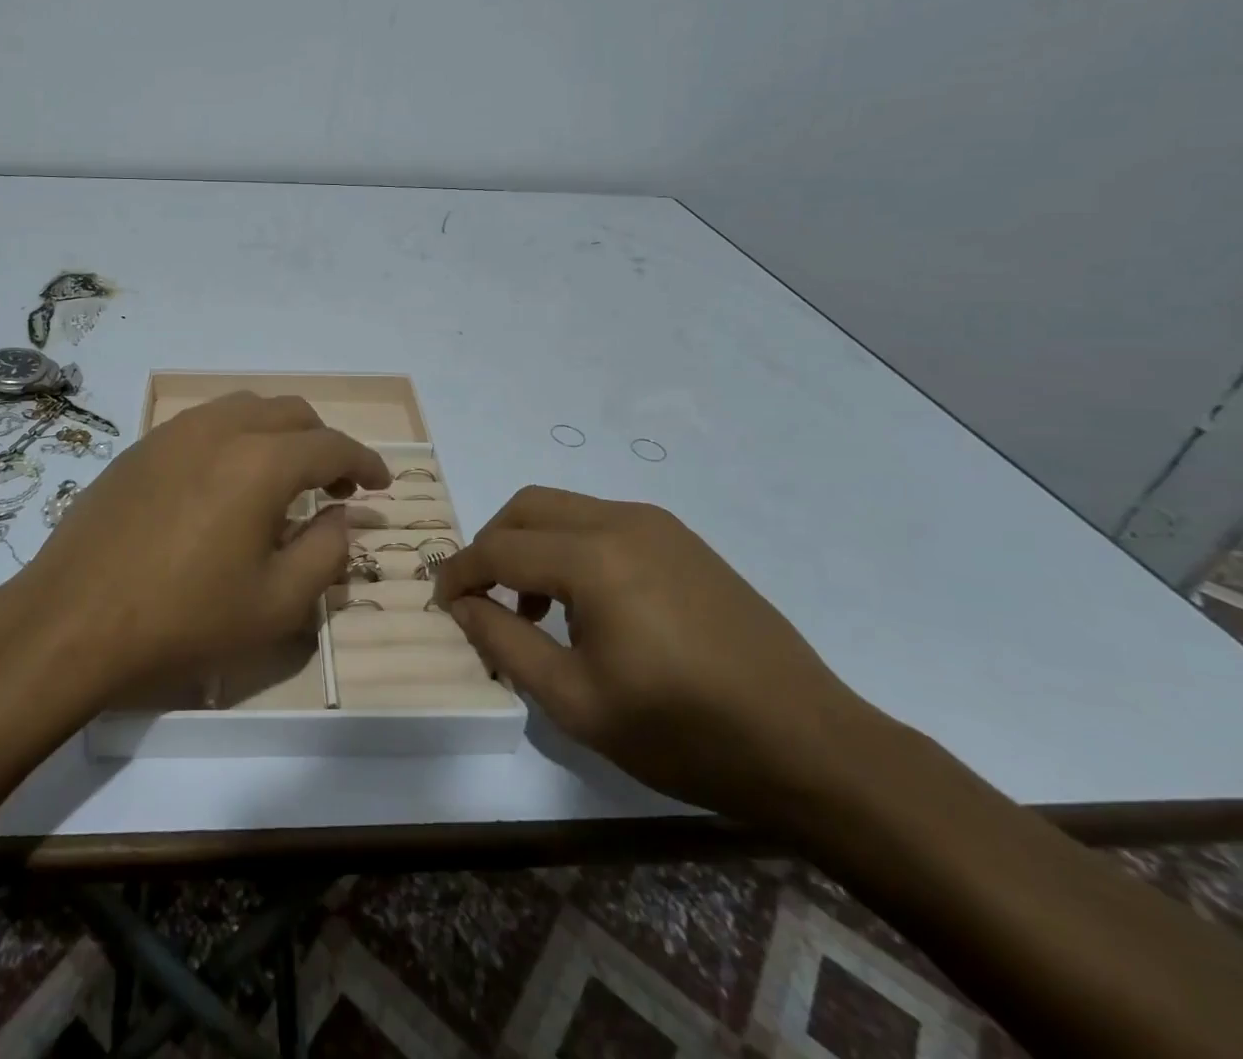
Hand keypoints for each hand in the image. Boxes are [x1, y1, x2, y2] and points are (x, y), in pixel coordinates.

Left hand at [10, 393, 388, 698]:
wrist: (74, 619)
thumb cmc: (184, 618)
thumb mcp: (276, 603)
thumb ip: (326, 552)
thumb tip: (341, 518)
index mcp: (262, 461)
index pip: (332, 445)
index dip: (364, 462)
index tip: (380, 484)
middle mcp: (221, 429)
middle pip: (292, 413)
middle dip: (324, 442)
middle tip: (334, 485)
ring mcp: (175, 432)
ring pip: (246, 408)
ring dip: (278, 433)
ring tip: (283, 477)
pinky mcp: (142, 446)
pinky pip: (205, 423)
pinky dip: (236, 437)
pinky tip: (226, 481)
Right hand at [434, 487, 881, 823]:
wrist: (811, 745)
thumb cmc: (683, 731)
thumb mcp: (576, 701)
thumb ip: (505, 644)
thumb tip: (462, 605)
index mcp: (593, 558)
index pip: (499, 548)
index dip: (460, 572)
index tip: (441, 601)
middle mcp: (621, 521)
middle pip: (527, 507)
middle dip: (491, 543)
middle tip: (482, 596)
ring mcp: (658, 526)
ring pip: (564, 509)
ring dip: (531, 543)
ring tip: (535, 609)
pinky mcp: (683, 541)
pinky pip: (602, 523)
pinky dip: (570, 547)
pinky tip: (587, 604)